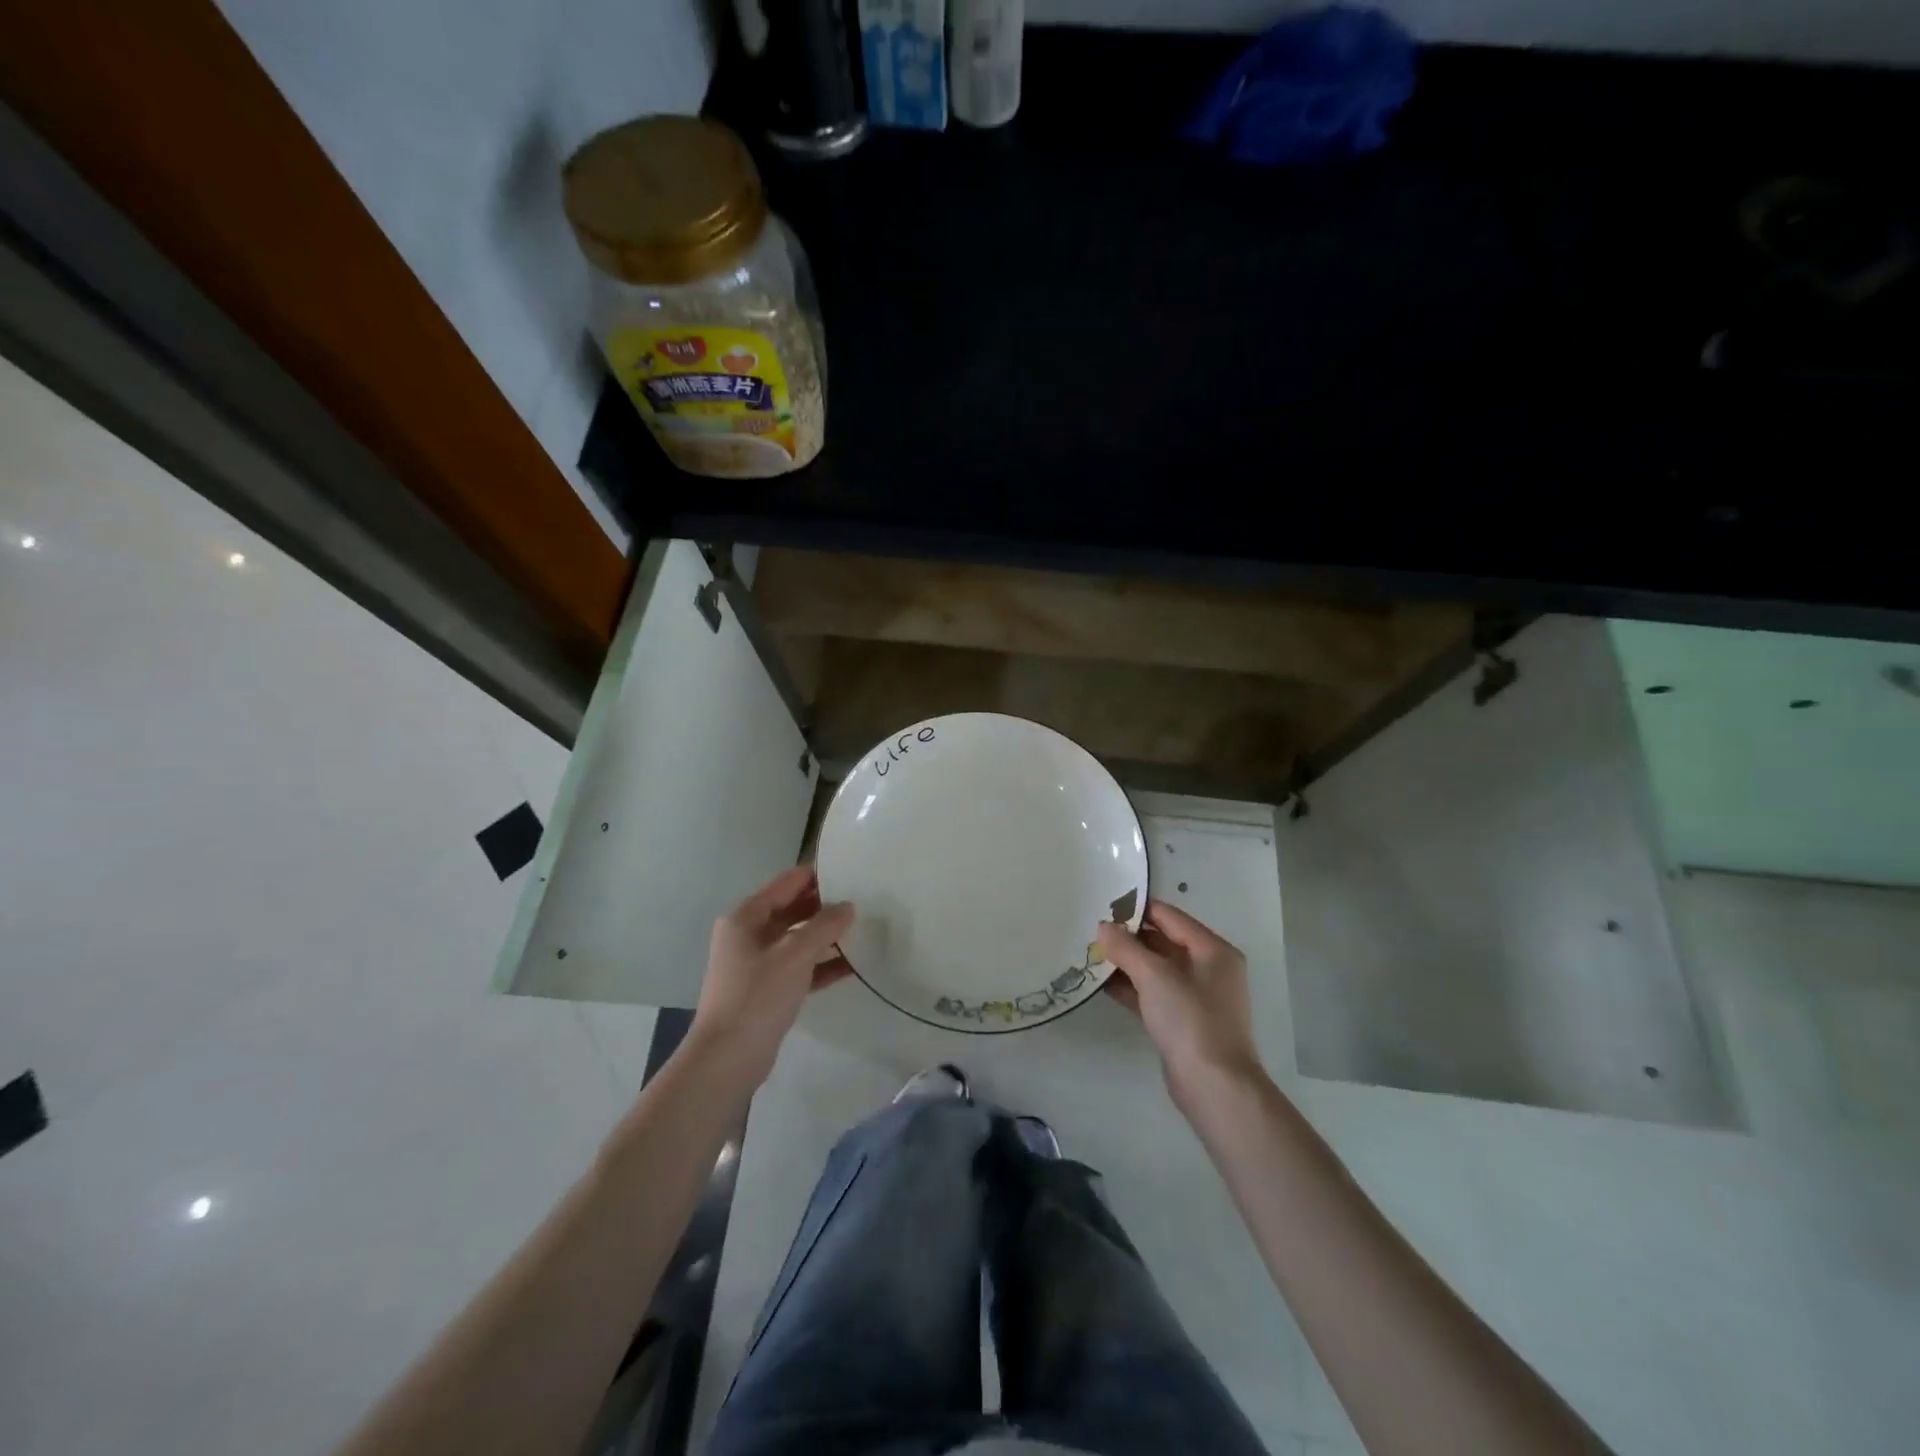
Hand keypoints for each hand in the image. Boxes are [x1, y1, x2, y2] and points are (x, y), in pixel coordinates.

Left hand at [684, 865, 852, 1091]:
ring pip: (796, 940)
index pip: (786, 883)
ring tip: (862, 930)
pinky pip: (799, 968)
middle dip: (824, 906)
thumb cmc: (757, 997)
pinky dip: (820, 965)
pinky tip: (851, 966)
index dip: (816, 876)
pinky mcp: (766, 991)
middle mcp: (748, 935)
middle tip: (862, 900)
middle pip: (791, 910)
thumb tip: (848, 907)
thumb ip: (824, 926)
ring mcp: (756, 964)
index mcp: (746, 918)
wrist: (727, 1059)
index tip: (850, 871)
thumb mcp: (795, 956)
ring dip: (825, 936)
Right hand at [1098, 900, 1263, 1108]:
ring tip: (1091, 954)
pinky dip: (1131, 987)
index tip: (1103, 904)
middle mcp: (1208, 968)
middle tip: (1091, 931)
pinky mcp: (1182, 1021)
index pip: (1170, 916)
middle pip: (1163, 941)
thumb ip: (1126, 948)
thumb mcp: (1155, 976)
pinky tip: (1101, 984)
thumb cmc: (1190, 1020)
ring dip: (1126, 963)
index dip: (1137, 909)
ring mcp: (1196, 997)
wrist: (1214, 1086)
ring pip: (1156, 969)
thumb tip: (1104, 927)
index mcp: (1213, 950)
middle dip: (1128, 937)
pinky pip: (1153, 993)